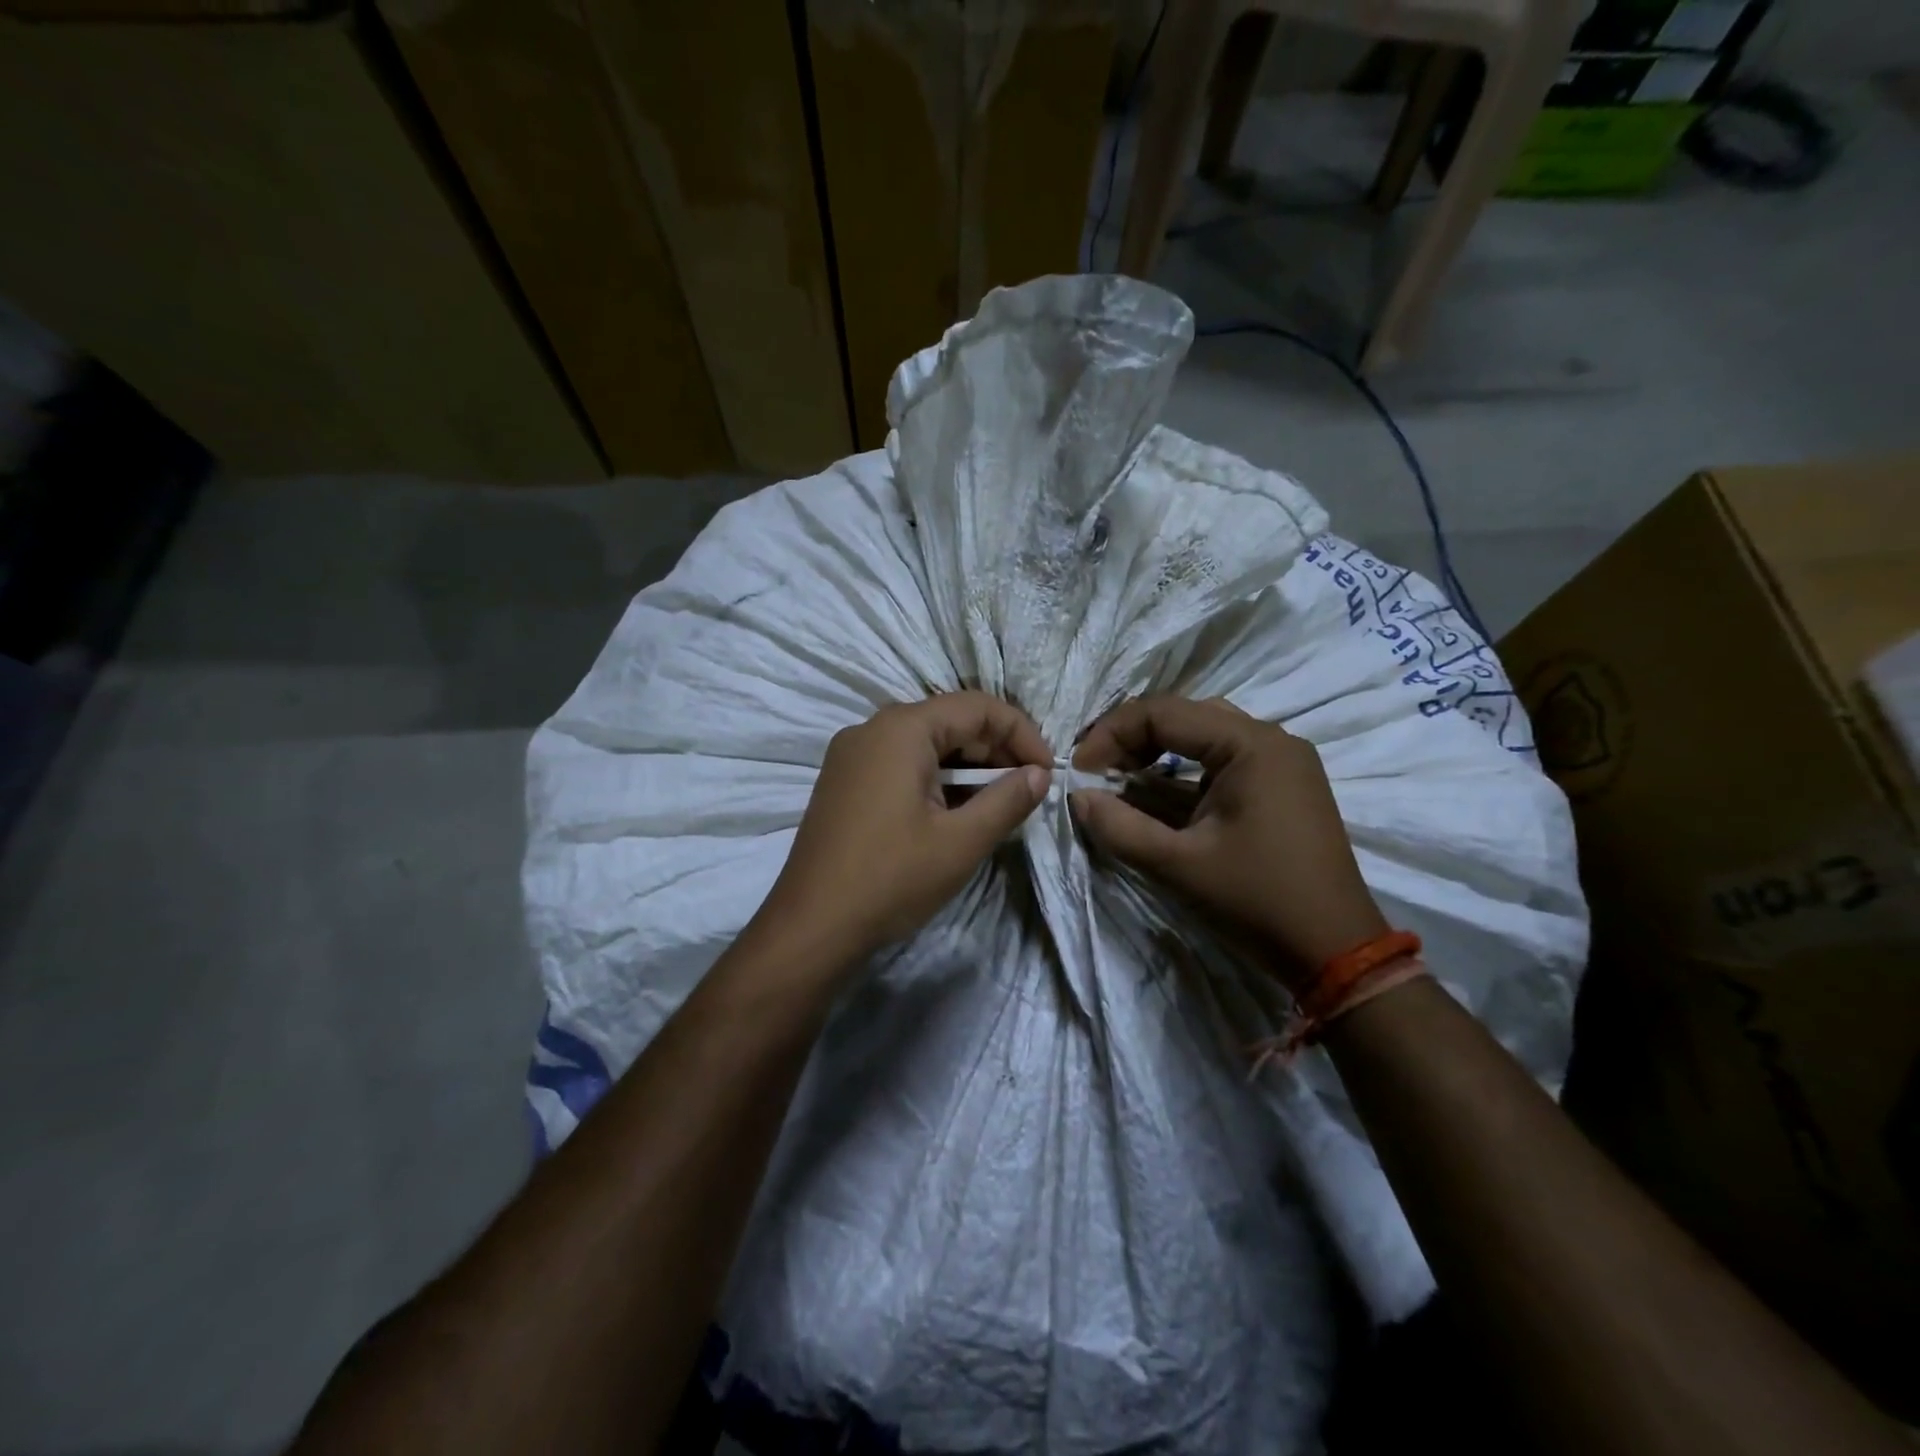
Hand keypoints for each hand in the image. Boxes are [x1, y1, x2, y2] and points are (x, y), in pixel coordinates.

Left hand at [754, 692, 1052, 967]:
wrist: (811, 927)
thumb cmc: (891, 879)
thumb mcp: (961, 841)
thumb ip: (1008, 800)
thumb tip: (1039, 775)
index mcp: (901, 729)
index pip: (977, 707)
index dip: (1021, 734)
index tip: (1047, 772)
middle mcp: (871, 729)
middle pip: (949, 721)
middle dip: (995, 751)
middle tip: (1026, 791)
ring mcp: (851, 756)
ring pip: (925, 744)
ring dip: (967, 768)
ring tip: (996, 806)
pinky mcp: (844, 782)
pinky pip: (900, 764)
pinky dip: (935, 780)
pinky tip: (953, 814)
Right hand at [1070, 696, 1387, 985]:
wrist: (1336, 950)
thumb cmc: (1257, 900)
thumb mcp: (1179, 865)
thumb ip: (1120, 826)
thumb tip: (1076, 796)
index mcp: (1251, 745)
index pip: (1164, 713)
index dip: (1111, 735)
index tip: (1078, 770)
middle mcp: (1270, 739)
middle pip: (1184, 716)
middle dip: (1131, 738)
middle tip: (1095, 770)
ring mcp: (1281, 762)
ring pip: (1203, 735)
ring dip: (1156, 752)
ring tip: (1119, 778)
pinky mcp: (1282, 785)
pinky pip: (1222, 760)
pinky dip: (1184, 771)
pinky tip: (1156, 794)